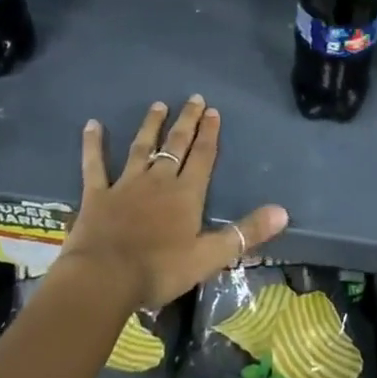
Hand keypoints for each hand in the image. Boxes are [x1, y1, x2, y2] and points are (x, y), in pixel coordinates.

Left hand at [61, 97, 288, 309]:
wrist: (105, 278)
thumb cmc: (160, 270)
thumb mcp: (210, 256)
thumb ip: (246, 233)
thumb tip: (283, 211)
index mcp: (186, 194)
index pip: (203, 157)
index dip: (210, 134)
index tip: (214, 111)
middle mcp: (158, 181)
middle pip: (176, 145)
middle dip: (187, 121)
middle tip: (194, 99)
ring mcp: (126, 184)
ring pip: (141, 147)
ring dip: (151, 126)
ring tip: (158, 105)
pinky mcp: (97, 194)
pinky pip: (95, 164)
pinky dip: (93, 144)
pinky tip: (92, 124)